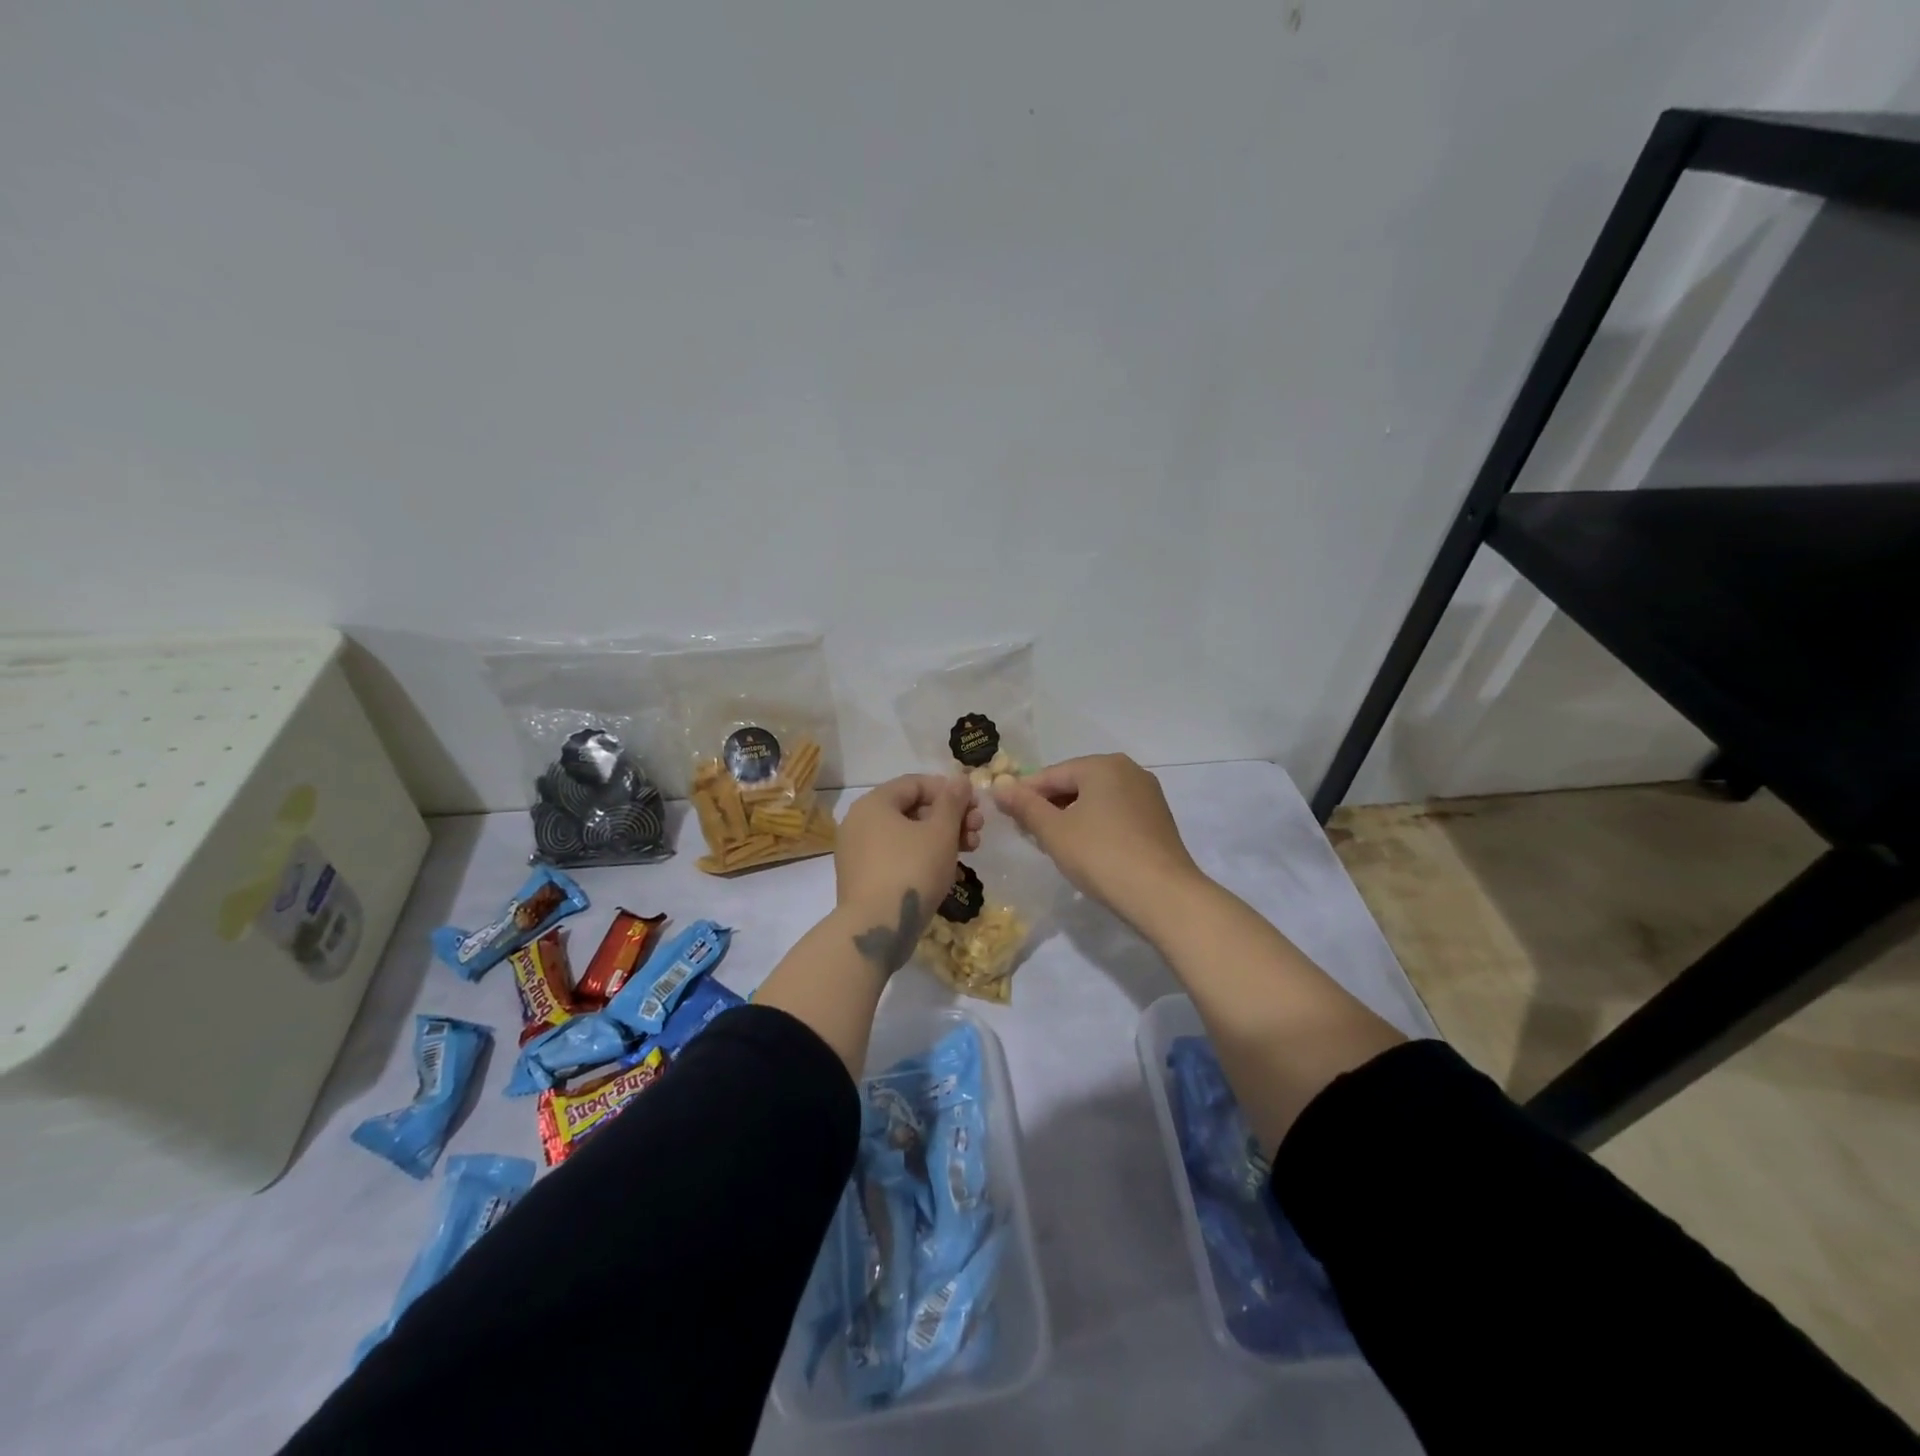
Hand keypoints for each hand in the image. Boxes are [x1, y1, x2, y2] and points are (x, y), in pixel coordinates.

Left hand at [834, 774, 982, 971]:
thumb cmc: (911, 870)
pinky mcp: (862, 878)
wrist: (876, 929)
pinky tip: (947, 870)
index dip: (949, 790)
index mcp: (874, 803)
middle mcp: (859, 822)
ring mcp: (858, 852)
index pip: (915, 783)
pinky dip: (922, 856)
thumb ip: (953, 802)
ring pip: (906, 835)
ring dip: (941, 838)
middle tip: (977, 831)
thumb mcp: (940, 832)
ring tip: (971, 851)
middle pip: (912, 809)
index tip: (975, 806)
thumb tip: (959, 780)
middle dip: (950, 817)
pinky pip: (896, 856)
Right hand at [993, 755, 1202, 923]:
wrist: (1163, 895)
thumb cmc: (1101, 855)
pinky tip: (1086, 849)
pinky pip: (1116, 813)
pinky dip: (1096, 825)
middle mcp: (1129, 770)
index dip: (1024, 794)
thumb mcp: (1054, 831)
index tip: (1005, 816)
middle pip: (1076, 783)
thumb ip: (1025, 806)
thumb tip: (999, 786)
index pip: (1051, 774)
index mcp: (1102, 765)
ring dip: (1072, 816)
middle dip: (1049, 805)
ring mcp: (1148, 795)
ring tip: (1053, 843)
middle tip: (1028, 832)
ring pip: (1096, 799)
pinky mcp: (1158, 820)